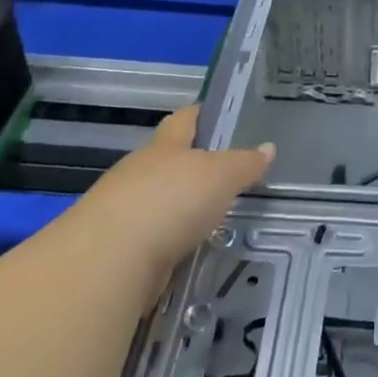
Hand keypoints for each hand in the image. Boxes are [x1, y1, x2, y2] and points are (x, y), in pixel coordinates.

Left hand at [86, 105, 273, 269]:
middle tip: (225, 176)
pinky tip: (188, 252)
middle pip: (167, 161)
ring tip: (211, 219)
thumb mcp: (221, 176)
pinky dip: (169, 243)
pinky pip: (151, 239)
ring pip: (157, 201)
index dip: (200, 114)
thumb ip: (245, 163)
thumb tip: (268, 147)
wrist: (109, 262)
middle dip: (191, 166)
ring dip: (178, 209)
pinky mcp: (116, 250)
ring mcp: (122, 211)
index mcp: (164, 147)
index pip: (183, 119)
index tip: (216, 114)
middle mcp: (138, 172)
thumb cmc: (170, 201)